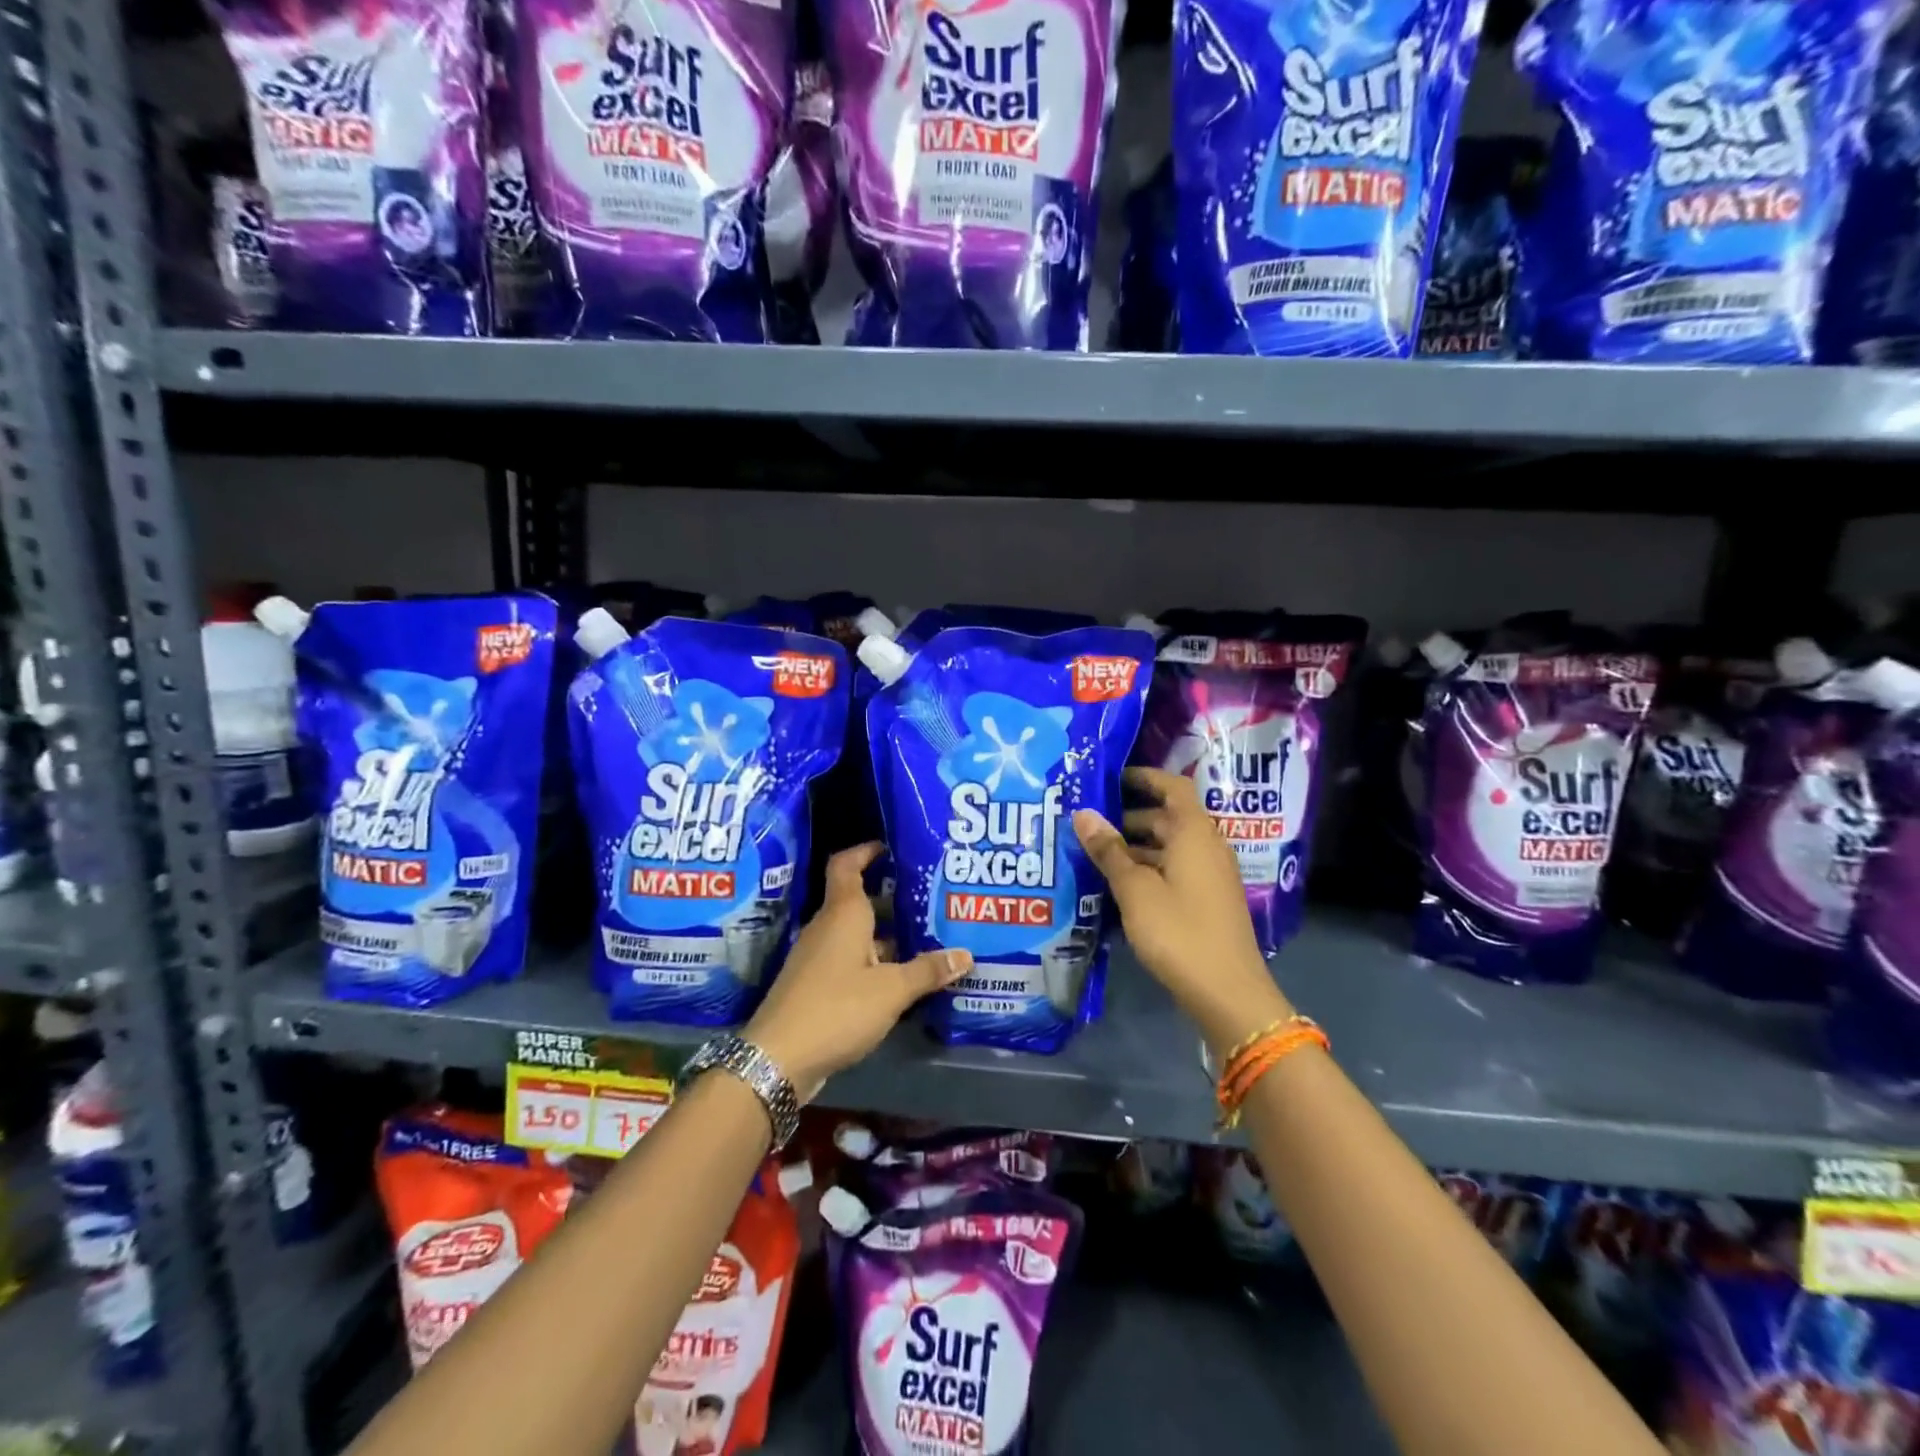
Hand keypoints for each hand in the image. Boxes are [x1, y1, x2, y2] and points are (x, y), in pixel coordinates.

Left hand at [745, 843, 970, 1101]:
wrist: (777, 1059)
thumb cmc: (836, 1009)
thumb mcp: (891, 991)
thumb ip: (927, 971)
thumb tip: (966, 954)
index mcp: (843, 914)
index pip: (847, 865)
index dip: (866, 851)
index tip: (891, 847)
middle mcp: (828, 928)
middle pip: (859, 900)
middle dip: (893, 898)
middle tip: (930, 898)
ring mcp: (819, 957)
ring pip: (858, 933)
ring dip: (888, 934)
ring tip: (927, 937)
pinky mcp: (816, 985)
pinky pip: (851, 959)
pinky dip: (876, 961)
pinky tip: (902, 977)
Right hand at [1074, 767, 1291, 1054]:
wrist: (1228, 993)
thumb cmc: (1179, 931)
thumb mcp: (1135, 889)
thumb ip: (1108, 850)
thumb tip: (1083, 813)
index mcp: (1194, 833)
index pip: (1173, 787)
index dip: (1143, 777)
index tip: (1110, 778)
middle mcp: (1207, 847)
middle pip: (1167, 818)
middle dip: (1128, 817)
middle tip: (1088, 823)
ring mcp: (1210, 876)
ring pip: (1169, 847)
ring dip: (1135, 847)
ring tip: (1093, 855)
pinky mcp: (1207, 902)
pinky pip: (1174, 871)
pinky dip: (1147, 870)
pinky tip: (1117, 888)